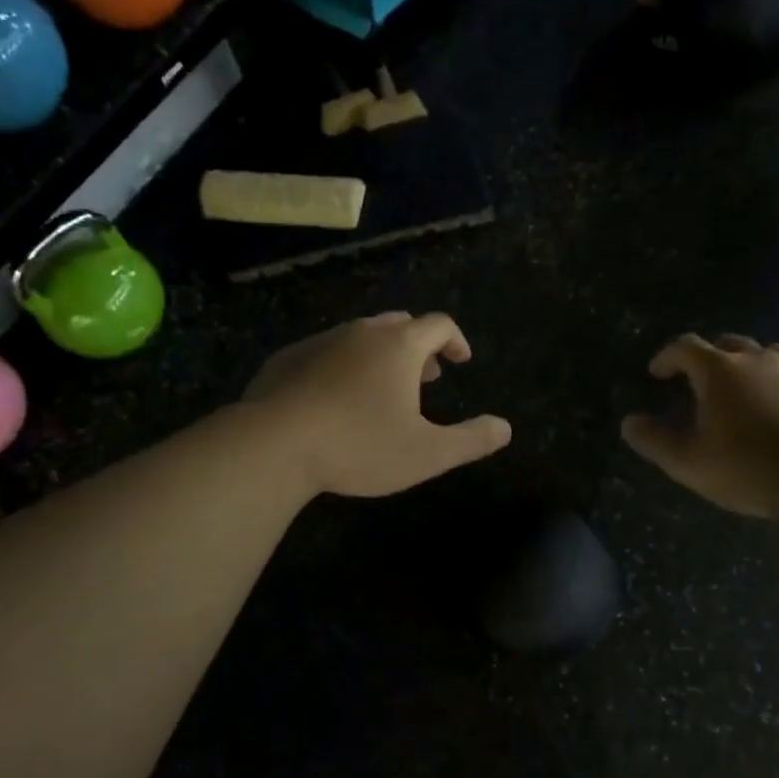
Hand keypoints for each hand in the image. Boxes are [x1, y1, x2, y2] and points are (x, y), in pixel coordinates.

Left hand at [244, 312, 511, 497]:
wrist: (273, 444)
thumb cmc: (359, 446)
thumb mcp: (427, 453)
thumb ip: (471, 440)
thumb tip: (505, 428)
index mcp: (400, 346)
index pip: (439, 325)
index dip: (455, 340)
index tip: (461, 361)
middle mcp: (362, 332)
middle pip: (400, 324)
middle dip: (419, 347)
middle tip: (426, 376)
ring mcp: (321, 341)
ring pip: (361, 336)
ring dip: (380, 355)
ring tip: (382, 389)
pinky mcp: (288, 358)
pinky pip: (326, 352)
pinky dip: (343, 365)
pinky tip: (335, 397)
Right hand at [621, 334, 778, 519]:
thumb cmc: (750, 469)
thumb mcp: (689, 463)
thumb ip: (654, 441)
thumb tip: (628, 423)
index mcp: (719, 372)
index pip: (684, 347)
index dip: (667, 357)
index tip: (658, 373)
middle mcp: (760, 360)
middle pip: (730, 344)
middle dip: (711, 358)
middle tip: (703, 380)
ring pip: (772, 355)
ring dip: (755, 367)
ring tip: (751, 391)